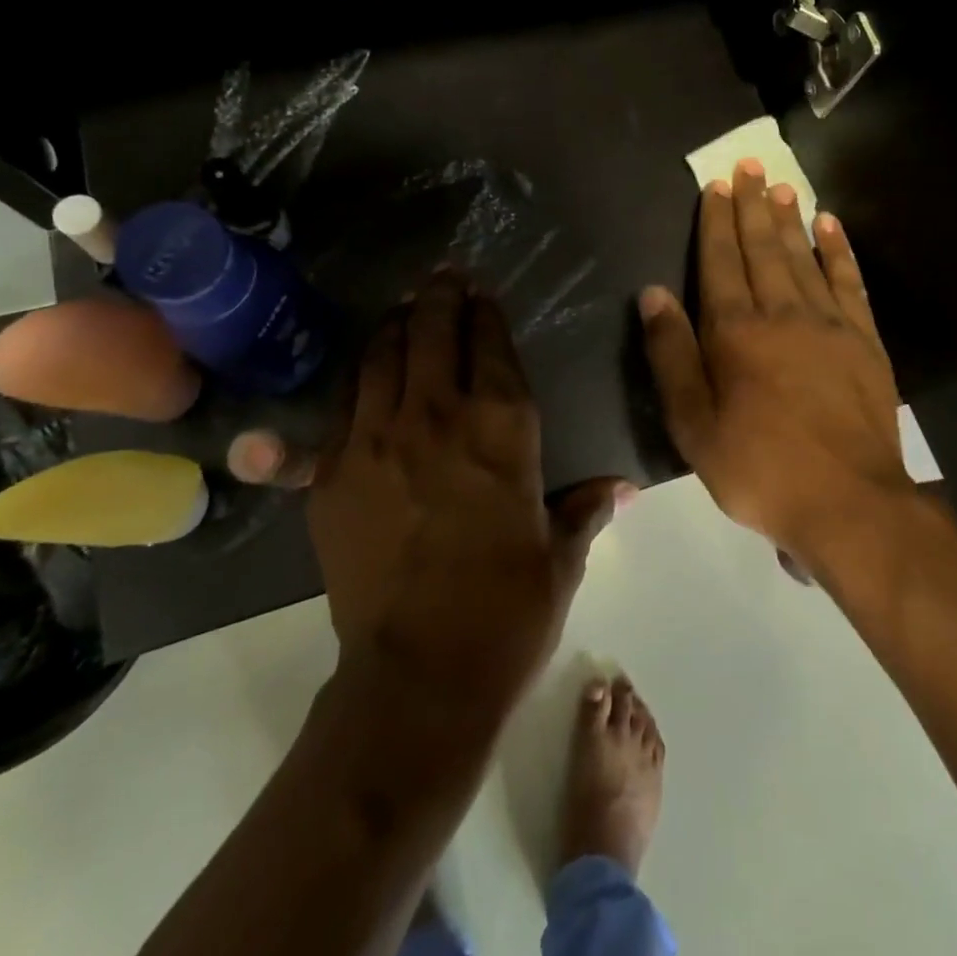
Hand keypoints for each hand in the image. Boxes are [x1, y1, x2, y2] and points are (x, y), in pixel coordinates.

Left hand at [310, 267, 629, 706]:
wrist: (419, 676)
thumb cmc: (508, 612)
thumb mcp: (560, 557)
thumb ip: (587, 508)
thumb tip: (624, 489)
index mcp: (502, 429)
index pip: (490, 345)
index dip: (485, 312)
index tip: (481, 293)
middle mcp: (438, 417)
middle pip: (430, 331)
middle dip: (438, 297)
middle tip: (441, 278)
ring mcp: (376, 440)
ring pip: (381, 356)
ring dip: (394, 325)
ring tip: (403, 309)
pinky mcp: (332, 473)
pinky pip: (343, 403)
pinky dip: (359, 376)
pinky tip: (366, 370)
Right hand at [639, 160, 911, 555]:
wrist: (848, 502)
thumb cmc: (758, 469)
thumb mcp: (693, 425)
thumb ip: (672, 355)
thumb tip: (653, 293)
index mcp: (735, 332)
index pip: (720, 262)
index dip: (715, 222)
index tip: (716, 186)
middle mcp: (782, 313)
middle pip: (762, 248)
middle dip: (751, 206)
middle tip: (748, 167)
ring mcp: (829, 323)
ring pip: (803, 256)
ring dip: (789, 218)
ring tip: (779, 185)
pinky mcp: (865, 341)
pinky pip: (849, 281)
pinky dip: (838, 250)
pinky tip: (830, 226)